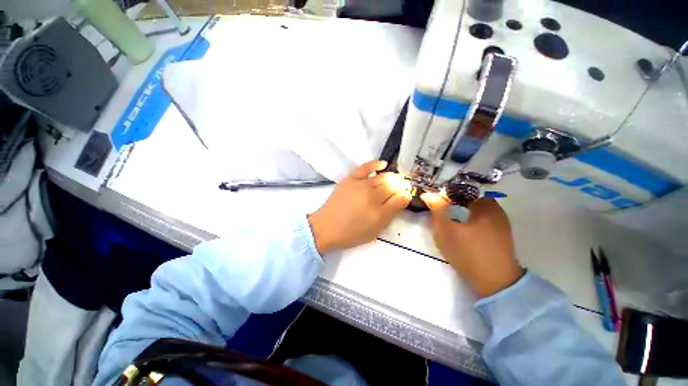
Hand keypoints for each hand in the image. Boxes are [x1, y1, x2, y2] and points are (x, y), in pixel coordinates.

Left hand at [308, 160, 411, 254]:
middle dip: (401, 184)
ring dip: (392, 177)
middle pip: (393, 185)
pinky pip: (365, 167)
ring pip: (383, 177)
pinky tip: (383, 164)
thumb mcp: (375, 231)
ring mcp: (361, 186)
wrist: (327, 227)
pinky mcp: (350, 179)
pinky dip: (375, 164)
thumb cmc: (352, 233)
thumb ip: (390, 215)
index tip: (407, 193)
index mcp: (380, 213)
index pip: (400, 198)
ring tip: (395, 178)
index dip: (405, 194)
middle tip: (402, 185)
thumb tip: (403, 198)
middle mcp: (372, 197)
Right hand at [420, 193, 522, 297]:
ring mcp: (499, 218)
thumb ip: (437, 209)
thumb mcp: (445, 230)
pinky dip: (467, 216)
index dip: (443, 191)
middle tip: (437, 209)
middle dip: (450, 200)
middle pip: (466, 196)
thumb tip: (427, 193)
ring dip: (458, 208)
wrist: (494, 281)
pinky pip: (479, 215)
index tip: (433, 197)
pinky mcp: (499, 229)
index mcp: (483, 203)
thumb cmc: (467, 253)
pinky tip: (460, 227)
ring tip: (447, 218)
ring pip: (472, 206)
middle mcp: (494, 206)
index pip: (459, 187)